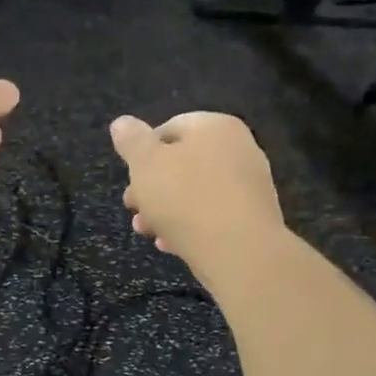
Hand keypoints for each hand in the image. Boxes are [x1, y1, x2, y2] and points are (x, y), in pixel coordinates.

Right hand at [110, 113, 284, 270]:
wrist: (240, 252)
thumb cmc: (186, 198)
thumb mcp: (145, 164)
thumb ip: (131, 140)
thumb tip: (122, 123)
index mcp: (215, 126)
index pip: (169, 128)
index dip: (142, 153)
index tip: (130, 178)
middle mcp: (239, 149)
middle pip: (182, 163)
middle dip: (151, 186)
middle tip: (133, 207)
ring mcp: (250, 185)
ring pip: (195, 192)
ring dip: (165, 210)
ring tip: (147, 230)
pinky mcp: (253, 217)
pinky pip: (213, 215)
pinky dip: (190, 225)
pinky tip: (171, 244)